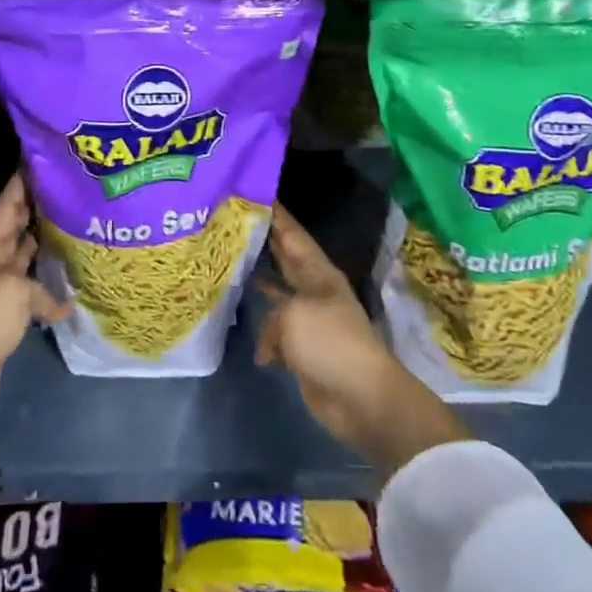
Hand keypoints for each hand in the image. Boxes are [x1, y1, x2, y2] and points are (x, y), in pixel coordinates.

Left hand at [0, 175, 68, 466]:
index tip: (40, 159)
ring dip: (43, 246)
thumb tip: (59, 302)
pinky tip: (72, 288)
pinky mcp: (5, 320)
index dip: (22, 183)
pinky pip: (31, 295)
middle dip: (36, 209)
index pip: (6, 205)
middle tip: (66, 190)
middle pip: (15, 229)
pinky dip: (50, 292)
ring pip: (24, 260)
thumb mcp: (12, 290)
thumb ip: (40, 287)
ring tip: (73, 228)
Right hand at [256, 204, 467, 477]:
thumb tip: (269, 342)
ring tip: (230, 267)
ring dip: (259, 285)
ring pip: (278, 296)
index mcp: (319, 274)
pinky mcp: (304, 350)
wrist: (361, 399)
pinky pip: (276, 333)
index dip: (277, 214)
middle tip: (234, 223)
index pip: (293, 235)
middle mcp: (314, 291)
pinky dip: (263, 333)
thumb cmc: (330, 343)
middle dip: (264, 243)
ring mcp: (310, 321)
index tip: (256, 192)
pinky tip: (245, 330)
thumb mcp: (292, 315)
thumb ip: (272, 314)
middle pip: (285, 260)